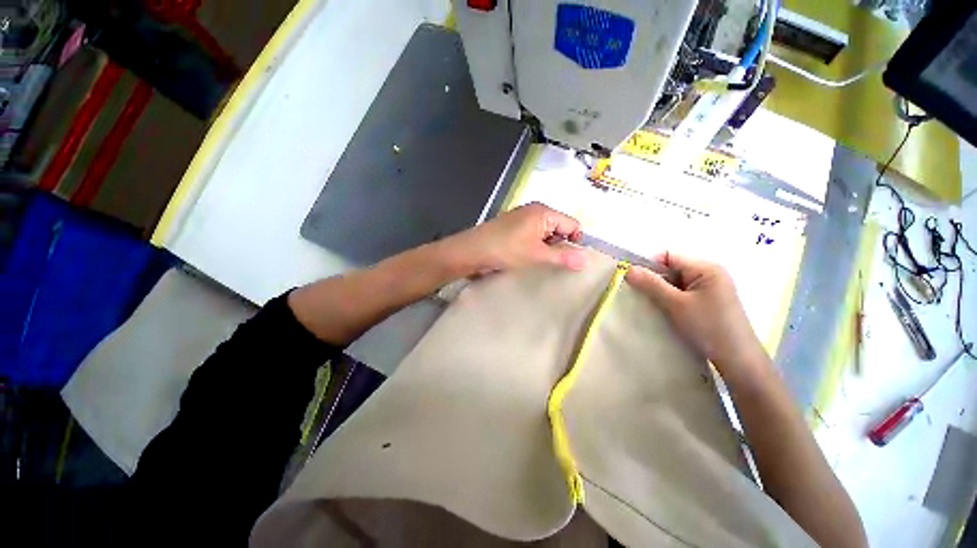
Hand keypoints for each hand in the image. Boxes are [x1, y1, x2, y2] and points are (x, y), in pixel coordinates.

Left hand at [439, 203, 587, 274]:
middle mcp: (534, 210)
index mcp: (544, 212)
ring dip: (545, 247)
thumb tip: (586, 260)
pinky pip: (533, 234)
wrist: (472, 251)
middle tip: (549, 260)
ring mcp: (522, 217)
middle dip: (559, 245)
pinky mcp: (513, 226)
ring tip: (536, 259)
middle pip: (560, 227)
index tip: (568, 260)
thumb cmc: (506, 250)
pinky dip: (534, 245)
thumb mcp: (536, 255)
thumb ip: (562, 257)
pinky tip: (526, 256)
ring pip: (546, 232)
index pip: (573, 224)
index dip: (575, 242)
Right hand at [625, 252, 768, 378]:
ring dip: (662, 291)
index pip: (669, 256)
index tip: (636, 282)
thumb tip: (628, 269)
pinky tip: (667, 311)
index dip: (649, 266)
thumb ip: (651, 284)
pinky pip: (683, 292)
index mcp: (706, 268)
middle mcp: (710, 273)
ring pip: (676, 281)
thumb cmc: (707, 327)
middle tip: (642, 296)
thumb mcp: (675, 304)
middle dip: (655, 280)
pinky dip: (672, 298)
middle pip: (672, 268)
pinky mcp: (710, 300)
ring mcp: (711, 287)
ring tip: (654, 305)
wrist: (738, 359)